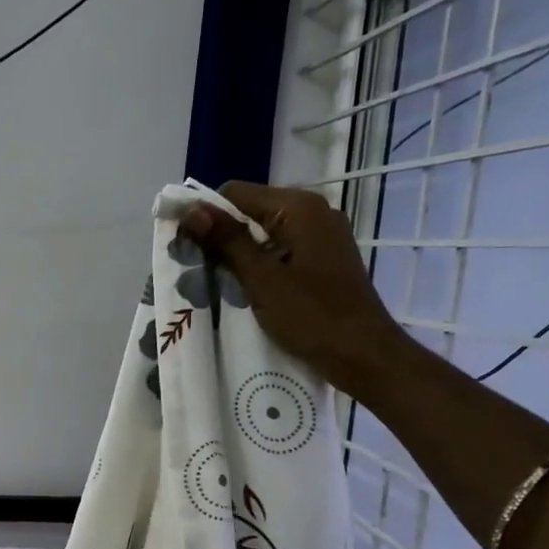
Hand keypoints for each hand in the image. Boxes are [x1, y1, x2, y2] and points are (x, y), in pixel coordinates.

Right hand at [180, 183, 401, 382]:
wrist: (365, 356)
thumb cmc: (312, 317)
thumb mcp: (262, 280)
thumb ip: (227, 242)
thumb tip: (190, 209)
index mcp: (299, 207)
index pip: (236, 193)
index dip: (206, 215)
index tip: (184, 246)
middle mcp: (313, 211)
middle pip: (251, 211)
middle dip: (221, 237)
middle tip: (196, 269)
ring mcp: (322, 236)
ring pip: (265, 233)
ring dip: (239, 254)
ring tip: (216, 283)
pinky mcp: (323, 259)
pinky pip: (281, 251)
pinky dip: (260, 265)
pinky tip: (246, 290)